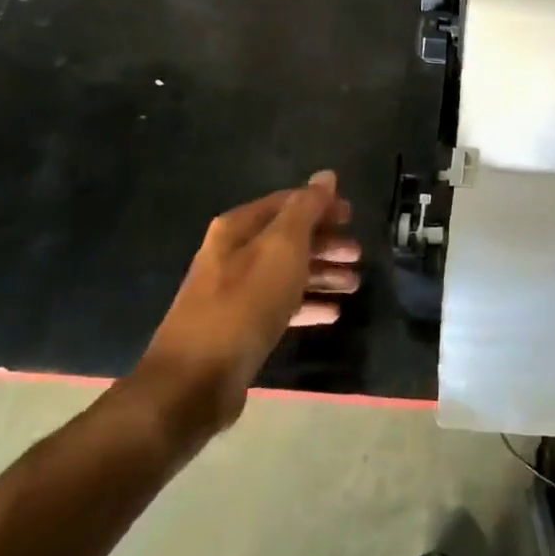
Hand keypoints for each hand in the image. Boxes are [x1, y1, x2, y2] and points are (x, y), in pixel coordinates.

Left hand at [128, 171, 358, 454]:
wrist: (196, 379)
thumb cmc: (244, 303)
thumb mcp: (282, 248)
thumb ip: (307, 209)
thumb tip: (326, 176)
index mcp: (238, 228)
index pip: (287, 203)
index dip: (322, 206)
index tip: (353, 217)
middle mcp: (234, 254)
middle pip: (289, 239)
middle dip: (326, 243)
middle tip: (358, 255)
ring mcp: (236, 292)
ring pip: (288, 273)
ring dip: (323, 274)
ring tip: (354, 284)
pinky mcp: (241, 327)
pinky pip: (282, 306)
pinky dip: (308, 305)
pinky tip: (333, 313)